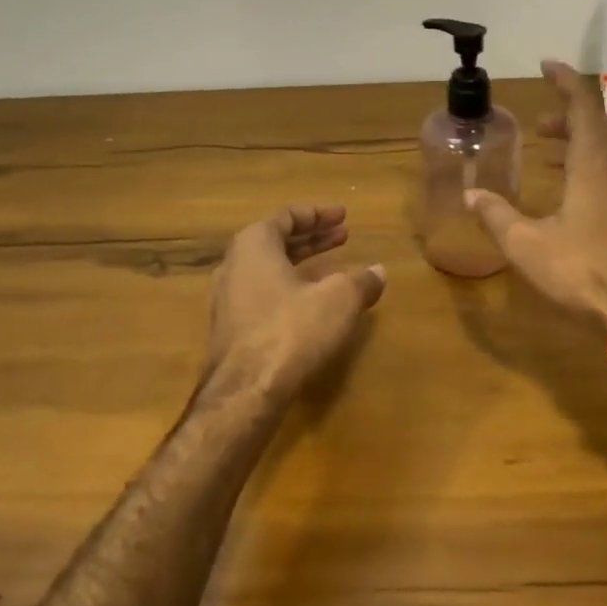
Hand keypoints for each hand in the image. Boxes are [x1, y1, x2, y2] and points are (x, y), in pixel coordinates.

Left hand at [205, 204, 386, 402]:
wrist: (247, 391)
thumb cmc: (293, 329)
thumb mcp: (339, 299)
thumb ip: (360, 281)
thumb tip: (379, 272)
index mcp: (254, 245)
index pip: (287, 216)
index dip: (318, 214)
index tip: (344, 216)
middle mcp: (234, 266)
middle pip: (276, 241)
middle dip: (313, 238)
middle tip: (344, 236)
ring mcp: (228, 300)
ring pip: (269, 269)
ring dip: (302, 264)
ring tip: (334, 268)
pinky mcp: (231, 330)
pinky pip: (264, 294)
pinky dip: (291, 288)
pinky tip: (314, 304)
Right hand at [464, 61, 606, 333]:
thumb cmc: (583, 271)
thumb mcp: (527, 245)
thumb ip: (497, 216)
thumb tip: (470, 195)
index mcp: (595, 164)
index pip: (583, 104)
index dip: (565, 80)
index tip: (547, 65)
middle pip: (599, 123)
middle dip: (569, 115)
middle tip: (541, 123)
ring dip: (584, 140)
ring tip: (554, 152)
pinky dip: (598, 163)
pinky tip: (582, 189)